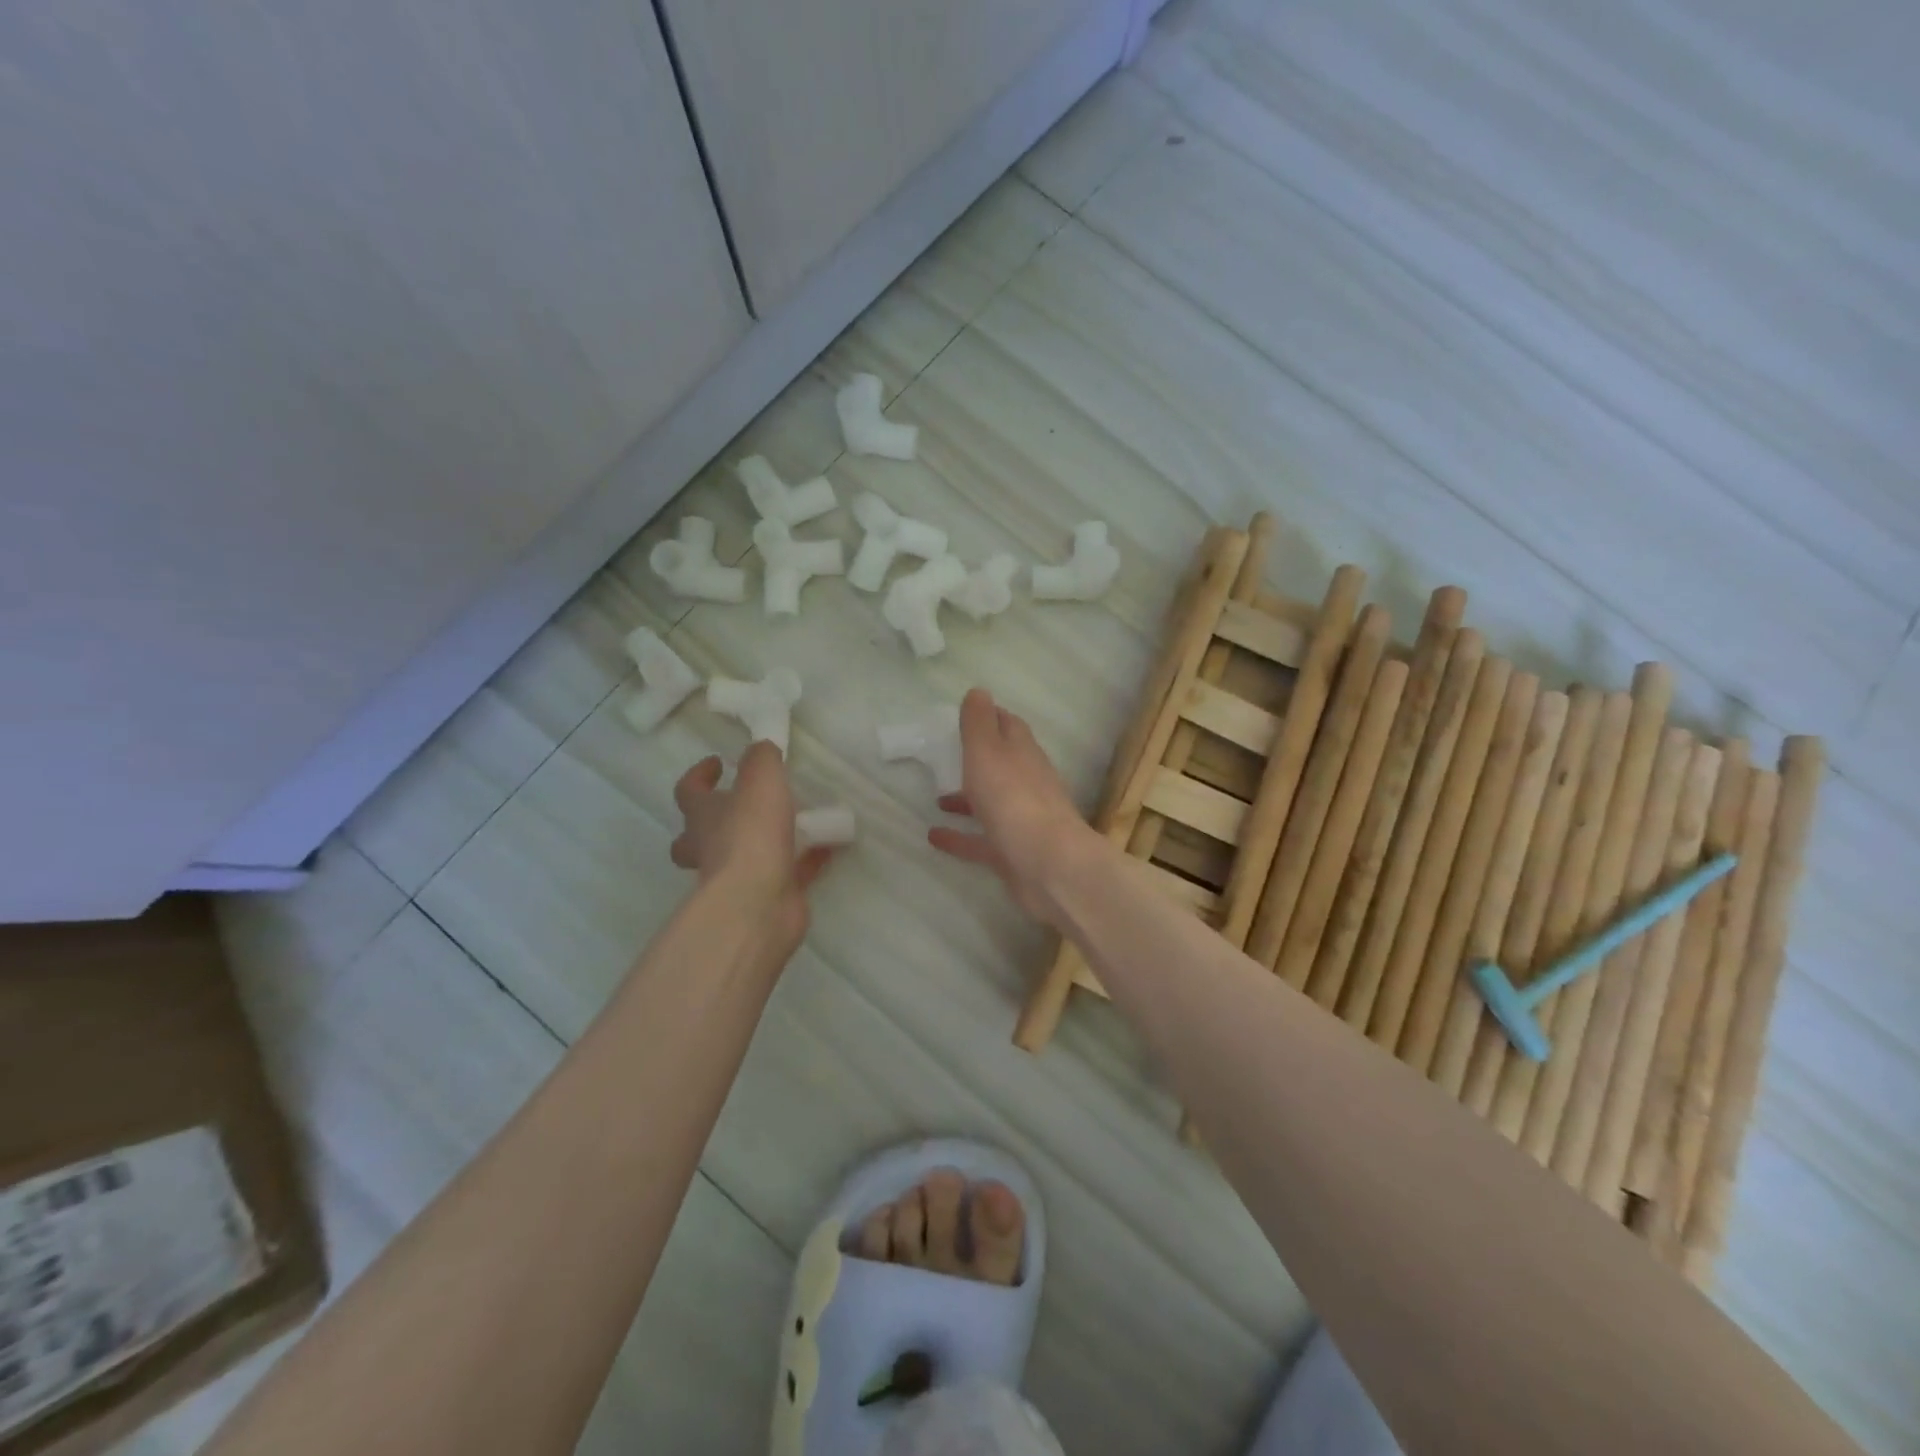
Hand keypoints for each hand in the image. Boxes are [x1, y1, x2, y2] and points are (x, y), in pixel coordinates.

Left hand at [670, 743, 833, 944]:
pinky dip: (807, 858)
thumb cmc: (751, 834)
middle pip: (698, 836)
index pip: (688, 792)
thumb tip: (762, 750)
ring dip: (766, 840)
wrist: (759, 902)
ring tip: (800, 821)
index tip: (718, 762)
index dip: (699, 775)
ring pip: (744, 857)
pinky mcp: (769, 895)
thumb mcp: (760, 779)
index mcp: (703, 818)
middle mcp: (712, 849)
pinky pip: (789, 872)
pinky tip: (830, 845)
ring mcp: (738, 878)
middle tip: (742, 806)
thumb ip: (762, 759)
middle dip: (715, 822)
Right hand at [927, 688, 1093, 922]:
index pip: (1008, 726)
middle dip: (977, 758)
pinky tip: (933, 836)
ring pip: (991, 803)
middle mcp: (1026, 783)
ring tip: (935, 798)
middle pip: (1002, 764)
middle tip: (945, 756)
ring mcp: (1021, 820)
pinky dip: (959, 837)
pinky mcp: (1012, 853)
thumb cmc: (1013, 799)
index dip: (989, 717)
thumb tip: (978, 691)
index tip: (965, 715)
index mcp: (1023, 753)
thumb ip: (979, 723)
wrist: (1047, 866)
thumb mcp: (988, 751)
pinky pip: (980, 841)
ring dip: (966, 798)